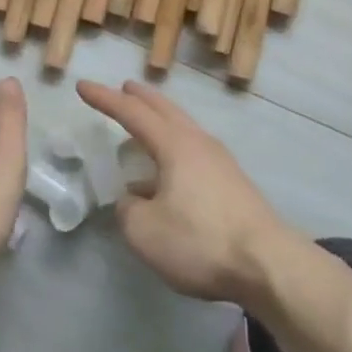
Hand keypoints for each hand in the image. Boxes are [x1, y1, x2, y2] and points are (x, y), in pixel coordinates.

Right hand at [77, 79, 297, 305]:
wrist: (268, 264)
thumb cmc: (201, 240)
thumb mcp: (146, 232)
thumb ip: (128, 210)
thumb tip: (133, 199)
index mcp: (174, 145)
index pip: (132, 113)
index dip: (105, 99)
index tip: (82, 86)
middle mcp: (198, 143)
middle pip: (165, 110)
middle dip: (141, 98)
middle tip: (125, 88)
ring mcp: (220, 162)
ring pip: (183, 129)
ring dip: (160, 122)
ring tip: (143, 130)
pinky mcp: (233, 184)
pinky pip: (194, 153)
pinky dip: (173, 149)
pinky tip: (167, 178)